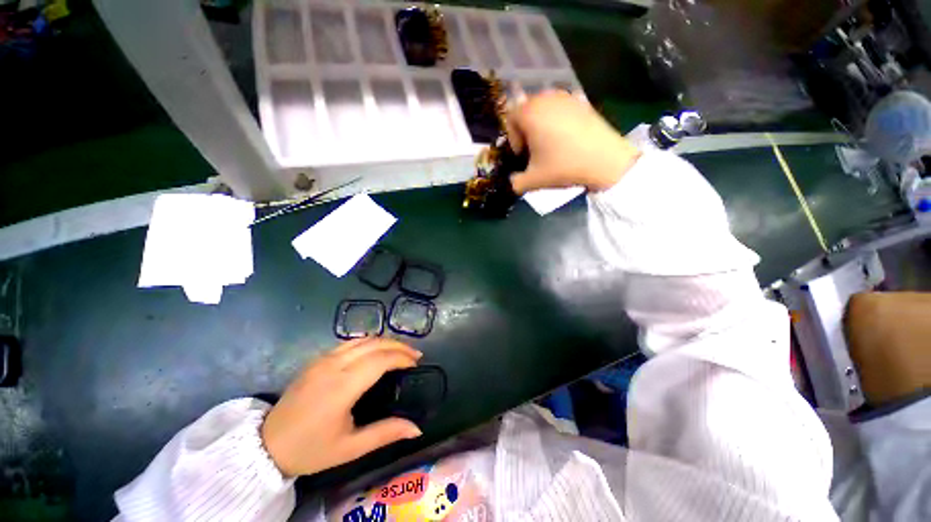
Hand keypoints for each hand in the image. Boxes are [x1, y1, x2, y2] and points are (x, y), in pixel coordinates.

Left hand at [261, 338, 423, 476]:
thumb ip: (385, 434)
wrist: (266, 445)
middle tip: (415, 355)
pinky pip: (350, 342)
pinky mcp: (317, 359)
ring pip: (363, 339)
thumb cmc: (311, 449)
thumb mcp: (350, 448)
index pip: (380, 360)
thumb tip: (417, 429)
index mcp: (342, 387)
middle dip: (399, 346)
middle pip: (374, 344)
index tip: (416, 363)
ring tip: (401, 351)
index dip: (402, 357)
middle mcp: (333, 366)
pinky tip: (376, 350)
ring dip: (385, 341)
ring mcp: (323, 359)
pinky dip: (369, 342)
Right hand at [505, 91, 641, 194]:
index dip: (513, 140)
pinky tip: (567, 139)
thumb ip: (515, 182)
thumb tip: (512, 181)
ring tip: (551, 144)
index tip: (523, 155)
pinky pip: (561, 109)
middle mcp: (545, 98)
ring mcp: (566, 96)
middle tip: (535, 150)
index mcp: (529, 112)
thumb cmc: (563, 167)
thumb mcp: (533, 180)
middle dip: (526, 131)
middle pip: (526, 112)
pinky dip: (558, 121)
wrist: (605, 161)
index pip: (510, 120)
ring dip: (541, 126)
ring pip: (543, 109)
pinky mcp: (582, 101)